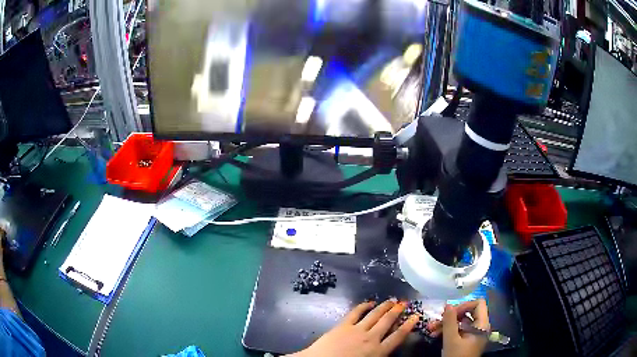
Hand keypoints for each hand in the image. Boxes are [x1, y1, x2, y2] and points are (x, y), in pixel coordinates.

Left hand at [290, 299, 418, 356]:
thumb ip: (380, 354)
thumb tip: (387, 347)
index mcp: (378, 351)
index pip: (398, 336)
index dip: (408, 326)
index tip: (416, 316)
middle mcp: (371, 338)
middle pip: (387, 321)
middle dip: (397, 311)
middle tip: (404, 303)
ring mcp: (357, 330)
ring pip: (375, 315)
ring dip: (384, 306)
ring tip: (392, 300)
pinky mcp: (343, 325)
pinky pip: (355, 312)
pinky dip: (363, 306)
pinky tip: (369, 302)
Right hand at [427, 299, 489, 356]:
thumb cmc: (457, 356)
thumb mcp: (451, 340)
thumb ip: (449, 322)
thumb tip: (448, 304)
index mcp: (482, 324)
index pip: (478, 304)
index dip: (464, 305)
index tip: (450, 313)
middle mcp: (480, 326)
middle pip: (468, 312)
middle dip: (450, 316)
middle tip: (436, 320)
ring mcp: (473, 334)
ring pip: (460, 322)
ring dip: (445, 324)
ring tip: (430, 328)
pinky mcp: (466, 340)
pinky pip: (458, 330)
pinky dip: (447, 331)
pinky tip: (434, 334)